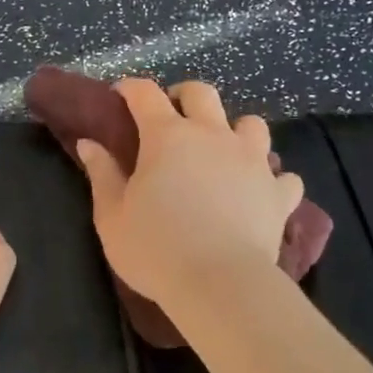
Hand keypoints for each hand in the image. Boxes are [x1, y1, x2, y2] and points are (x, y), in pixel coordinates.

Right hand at [76, 80, 301, 309]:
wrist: (220, 284)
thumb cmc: (155, 248)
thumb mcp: (112, 216)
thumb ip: (102, 174)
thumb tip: (89, 144)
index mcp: (167, 137)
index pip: (146, 94)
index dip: (131, 89)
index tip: (120, 95)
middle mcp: (213, 136)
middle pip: (202, 94)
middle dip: (184, 96)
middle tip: (172, 116)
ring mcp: (252, 161)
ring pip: (251, 124)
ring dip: (234, 130)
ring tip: (222, 150)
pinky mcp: (278, 193)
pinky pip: (283, 175)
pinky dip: (271, 178)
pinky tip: (259, 191)